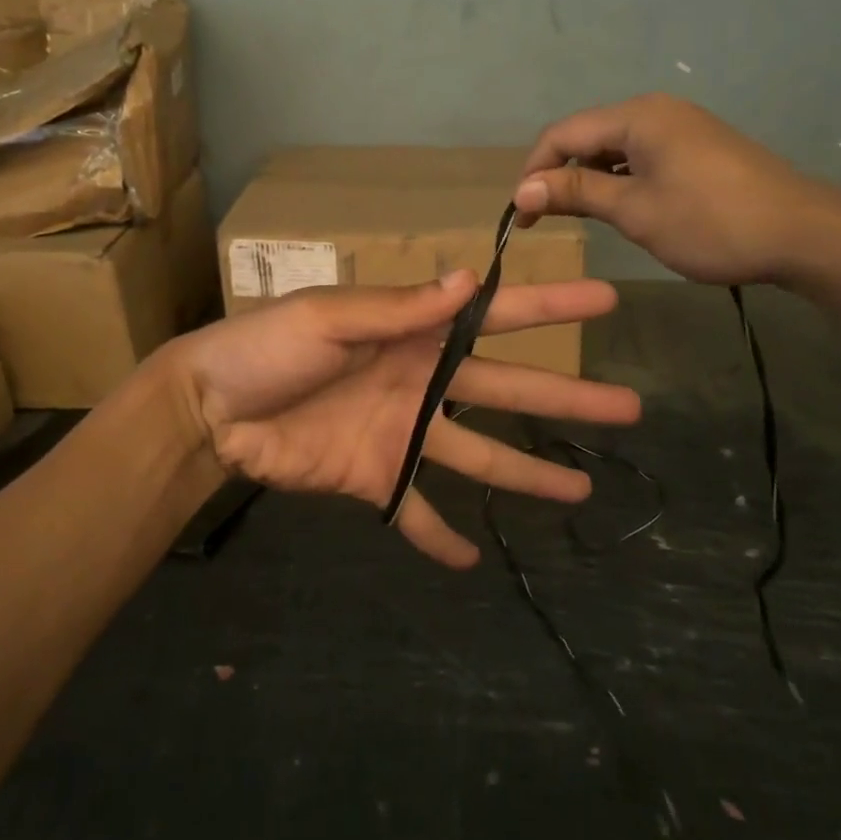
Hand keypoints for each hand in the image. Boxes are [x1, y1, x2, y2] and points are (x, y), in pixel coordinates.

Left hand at [171, 272, 640, 565]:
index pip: (495, 316)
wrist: (211, 407)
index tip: (605, 302)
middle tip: (629, 407)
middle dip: (566, 398)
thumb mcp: (330, 317)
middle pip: (507, 390)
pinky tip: (472, 561)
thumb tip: (470, 279)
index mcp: (415, 333)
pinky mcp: (375, 479)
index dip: (551, 307)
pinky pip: (416, 511)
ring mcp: (402, 433)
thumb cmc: (268, 348)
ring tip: (580, 492)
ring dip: (527, 476)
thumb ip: (398, 308)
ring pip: (479, 457)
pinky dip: (439, 537)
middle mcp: (421, 381)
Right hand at [513, 93, 840, 286]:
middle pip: (587, 136)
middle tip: (544, 219)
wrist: (803, 233)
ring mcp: (680, 127)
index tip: (522, 215)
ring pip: (613, 148)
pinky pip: (640, 156)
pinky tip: (620, 206)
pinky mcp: (697, 147)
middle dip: (559, 175)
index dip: (534, 172)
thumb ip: (576, 194)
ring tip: (578, 217)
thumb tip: (522, 189)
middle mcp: (655, 110)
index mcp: (637, 117)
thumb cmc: (711, 222)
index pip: (563, 134)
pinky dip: (619, 179)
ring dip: (588, 179)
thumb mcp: (635, 210)